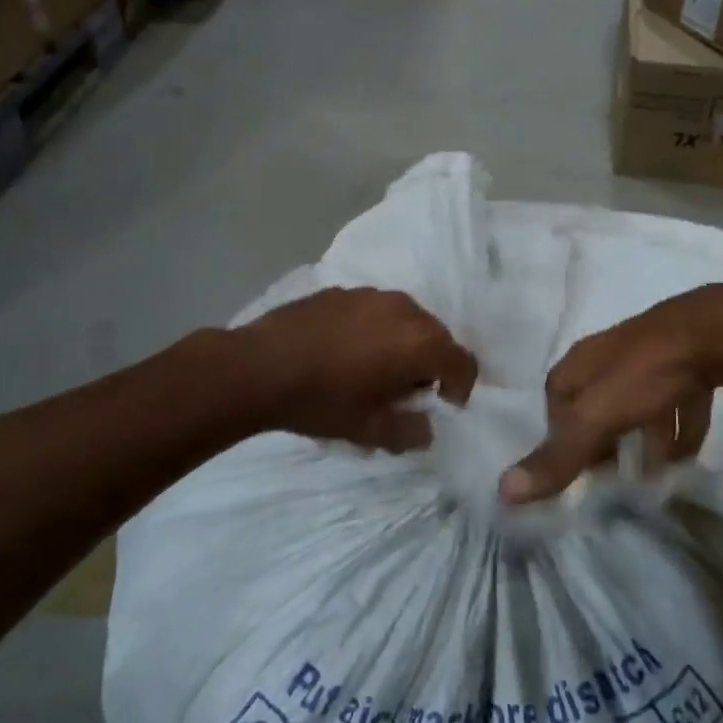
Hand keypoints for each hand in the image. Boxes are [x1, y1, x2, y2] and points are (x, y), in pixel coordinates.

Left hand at [236, 288, 478, 451]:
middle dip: (430, 365)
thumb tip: (424, 427)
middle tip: (406, 392)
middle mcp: (404, 309)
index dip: (460, 388)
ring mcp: (371, 294)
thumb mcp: (370, 430)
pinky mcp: (342, 290)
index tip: (442, 406)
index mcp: (420, 341)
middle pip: (436, 336)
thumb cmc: (323, 401)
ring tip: (373, 369)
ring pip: (405, 320)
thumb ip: (409, 432)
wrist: (259, 367)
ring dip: (402, 344)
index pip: (463, 362)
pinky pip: (374, 311)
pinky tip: (344, 351)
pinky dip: (374, 330)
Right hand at [503, 285, 722, 503]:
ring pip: (639, 403)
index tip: (572, 466)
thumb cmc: (642, 374)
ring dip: (643, 438)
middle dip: (602, 438)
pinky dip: (679, 430)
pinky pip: (678, 401)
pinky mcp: (689, 362)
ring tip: (651, 478)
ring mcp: (652, 356)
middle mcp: (611, 356)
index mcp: (581, 363)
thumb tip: (503, 492)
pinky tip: (688, 458)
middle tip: (611, 476)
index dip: (559, 432)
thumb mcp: (595, 419)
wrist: (712, 333)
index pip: (557, 397)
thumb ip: (557, 456)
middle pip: (597, 401)